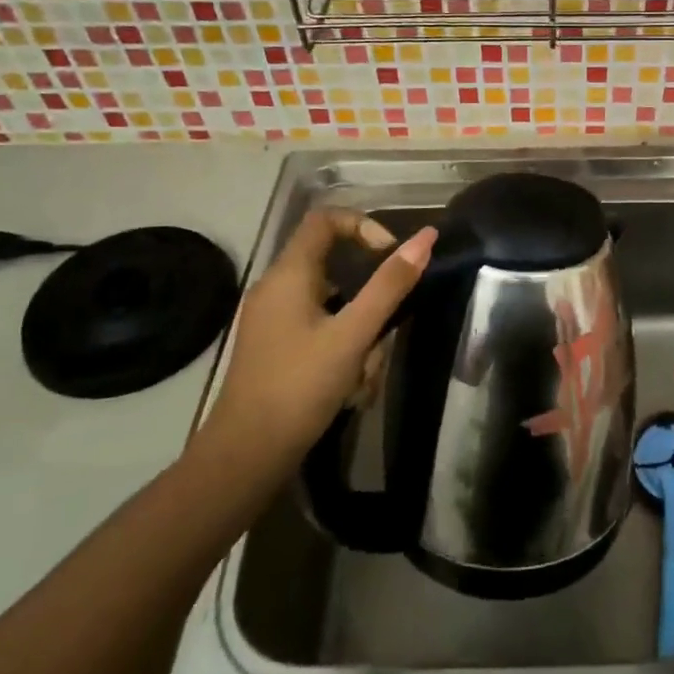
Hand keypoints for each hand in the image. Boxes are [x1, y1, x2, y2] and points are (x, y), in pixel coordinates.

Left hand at [197, 209, 435, 468]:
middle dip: (368, 299)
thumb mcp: (354, 334)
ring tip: (364, 374)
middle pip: (334, 266)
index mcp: (288, 274)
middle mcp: (275, 288)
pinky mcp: (275, 346)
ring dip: (359, 332)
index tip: (391, 256)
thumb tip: (426, 238)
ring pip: (332, 304)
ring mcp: (272, 319)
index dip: (364, 226)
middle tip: (382, 332)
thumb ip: (390, 285)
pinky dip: (342, 349)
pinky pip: (319, 329)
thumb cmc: (301, 386)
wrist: (247, 454)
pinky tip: (350, 388)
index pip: (326, 219)